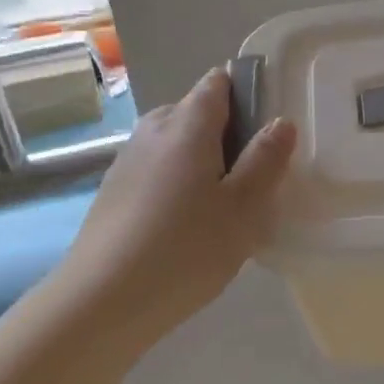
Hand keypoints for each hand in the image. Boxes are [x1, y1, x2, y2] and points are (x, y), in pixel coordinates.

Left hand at [57, 68, 296, 348]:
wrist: (101, 301)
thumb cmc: (185, 249)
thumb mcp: (244, 208)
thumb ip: (266, 159)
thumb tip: (281, 122)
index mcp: (187, 123)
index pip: (218, 82)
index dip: (247, 94)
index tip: (267, 131)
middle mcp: (153, 130)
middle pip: (197, 112)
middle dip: (228, 133)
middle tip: (253, 178)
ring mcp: (128, 160)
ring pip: (176, 144)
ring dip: (202, 161)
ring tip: (222, 206)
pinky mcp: (113, 191)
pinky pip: (157, 170)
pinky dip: (178, 183)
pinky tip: (186, 226)